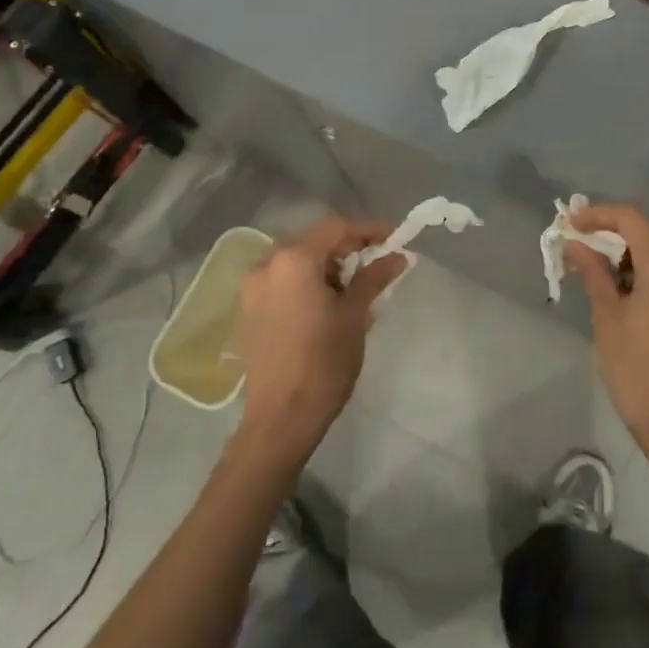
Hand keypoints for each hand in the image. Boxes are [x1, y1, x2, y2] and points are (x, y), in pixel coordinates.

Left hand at [233, 218, 406, 461]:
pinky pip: (285, 282)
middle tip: (378, 264)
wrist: (281, 418)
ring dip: (328, 268)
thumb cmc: (323, 362)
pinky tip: (330, 304)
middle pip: (315, 243)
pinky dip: (309, 283)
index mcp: (293, 260)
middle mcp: (267, 264)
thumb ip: (374, 278)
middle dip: (348, 250)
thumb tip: (398, 256)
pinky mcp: (250, 310)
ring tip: (357, 288)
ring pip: (298, 262)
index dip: (369, 230)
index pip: (337, 228)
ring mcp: (253, 288)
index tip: (396, 237)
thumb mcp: (355, 315)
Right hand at [566, 204, 648, 456]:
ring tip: (609, 267)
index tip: (574, 224)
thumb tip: (576, 245)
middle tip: (590, 244)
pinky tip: (634, 286)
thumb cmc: (638, 374)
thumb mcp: (608, 320)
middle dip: (622, 228)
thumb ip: (595, 273)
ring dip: (642, 246)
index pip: (633, 219)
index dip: (600, 215)